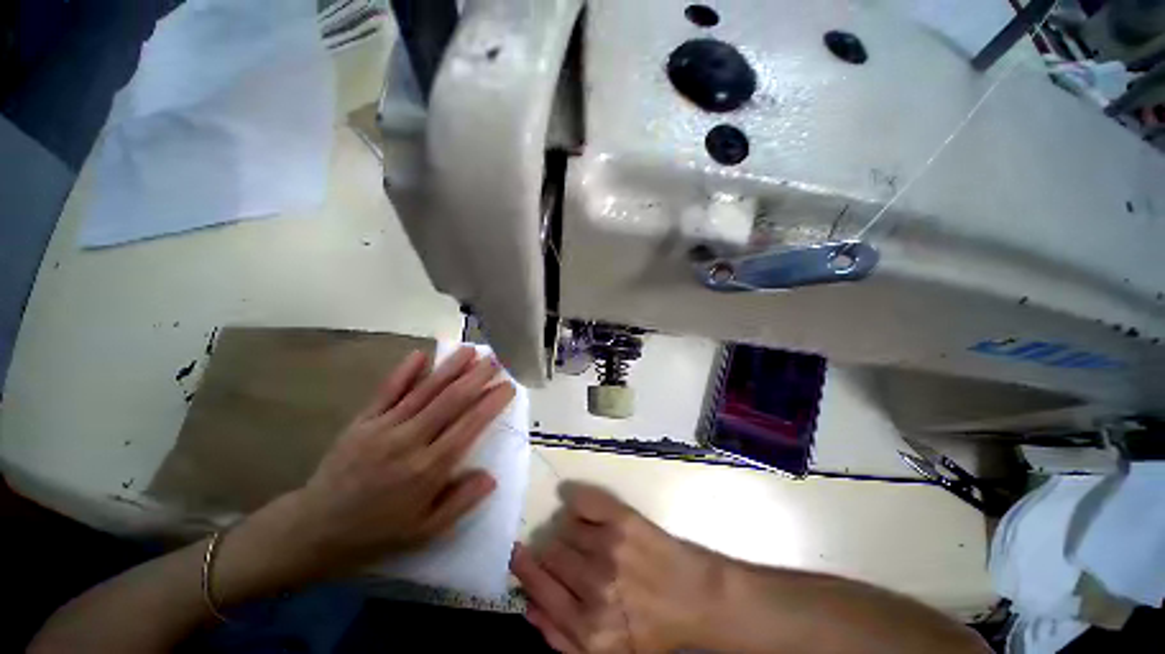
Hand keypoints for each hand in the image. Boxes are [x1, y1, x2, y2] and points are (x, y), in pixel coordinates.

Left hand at [215, 347, 515, 598]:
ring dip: (449, 368)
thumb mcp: (425, 531)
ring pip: (424, 390)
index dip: (491, 403)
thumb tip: (492, 476)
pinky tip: (420, 354)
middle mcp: (409, 441)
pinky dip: (404, 371)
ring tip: (470, 349)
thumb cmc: (377, 532)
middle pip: (450, 400)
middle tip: (496, 359)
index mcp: (428, 469)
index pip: (469, 426)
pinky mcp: (362, 421)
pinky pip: (387, 391)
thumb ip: (460, 503)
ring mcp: (383, 427)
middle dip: (477, 377)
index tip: (508, 386)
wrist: (314, 529)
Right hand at [510, 483, 723, 653]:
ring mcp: (610, 547)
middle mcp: (595, 585)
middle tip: (566, 551)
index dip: (525, 567)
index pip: (539, 588)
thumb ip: (561, 639)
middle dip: (551, 551)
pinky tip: (580, 507)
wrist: (696, 597)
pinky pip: (583, 500)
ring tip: (584, 537)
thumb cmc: (651, 629)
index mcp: (588, 628)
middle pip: (551, 552)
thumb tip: (528, 608)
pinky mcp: (624, 519)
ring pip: (566, 526)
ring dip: (568, 530)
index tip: (517, 553)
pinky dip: (576, 501)